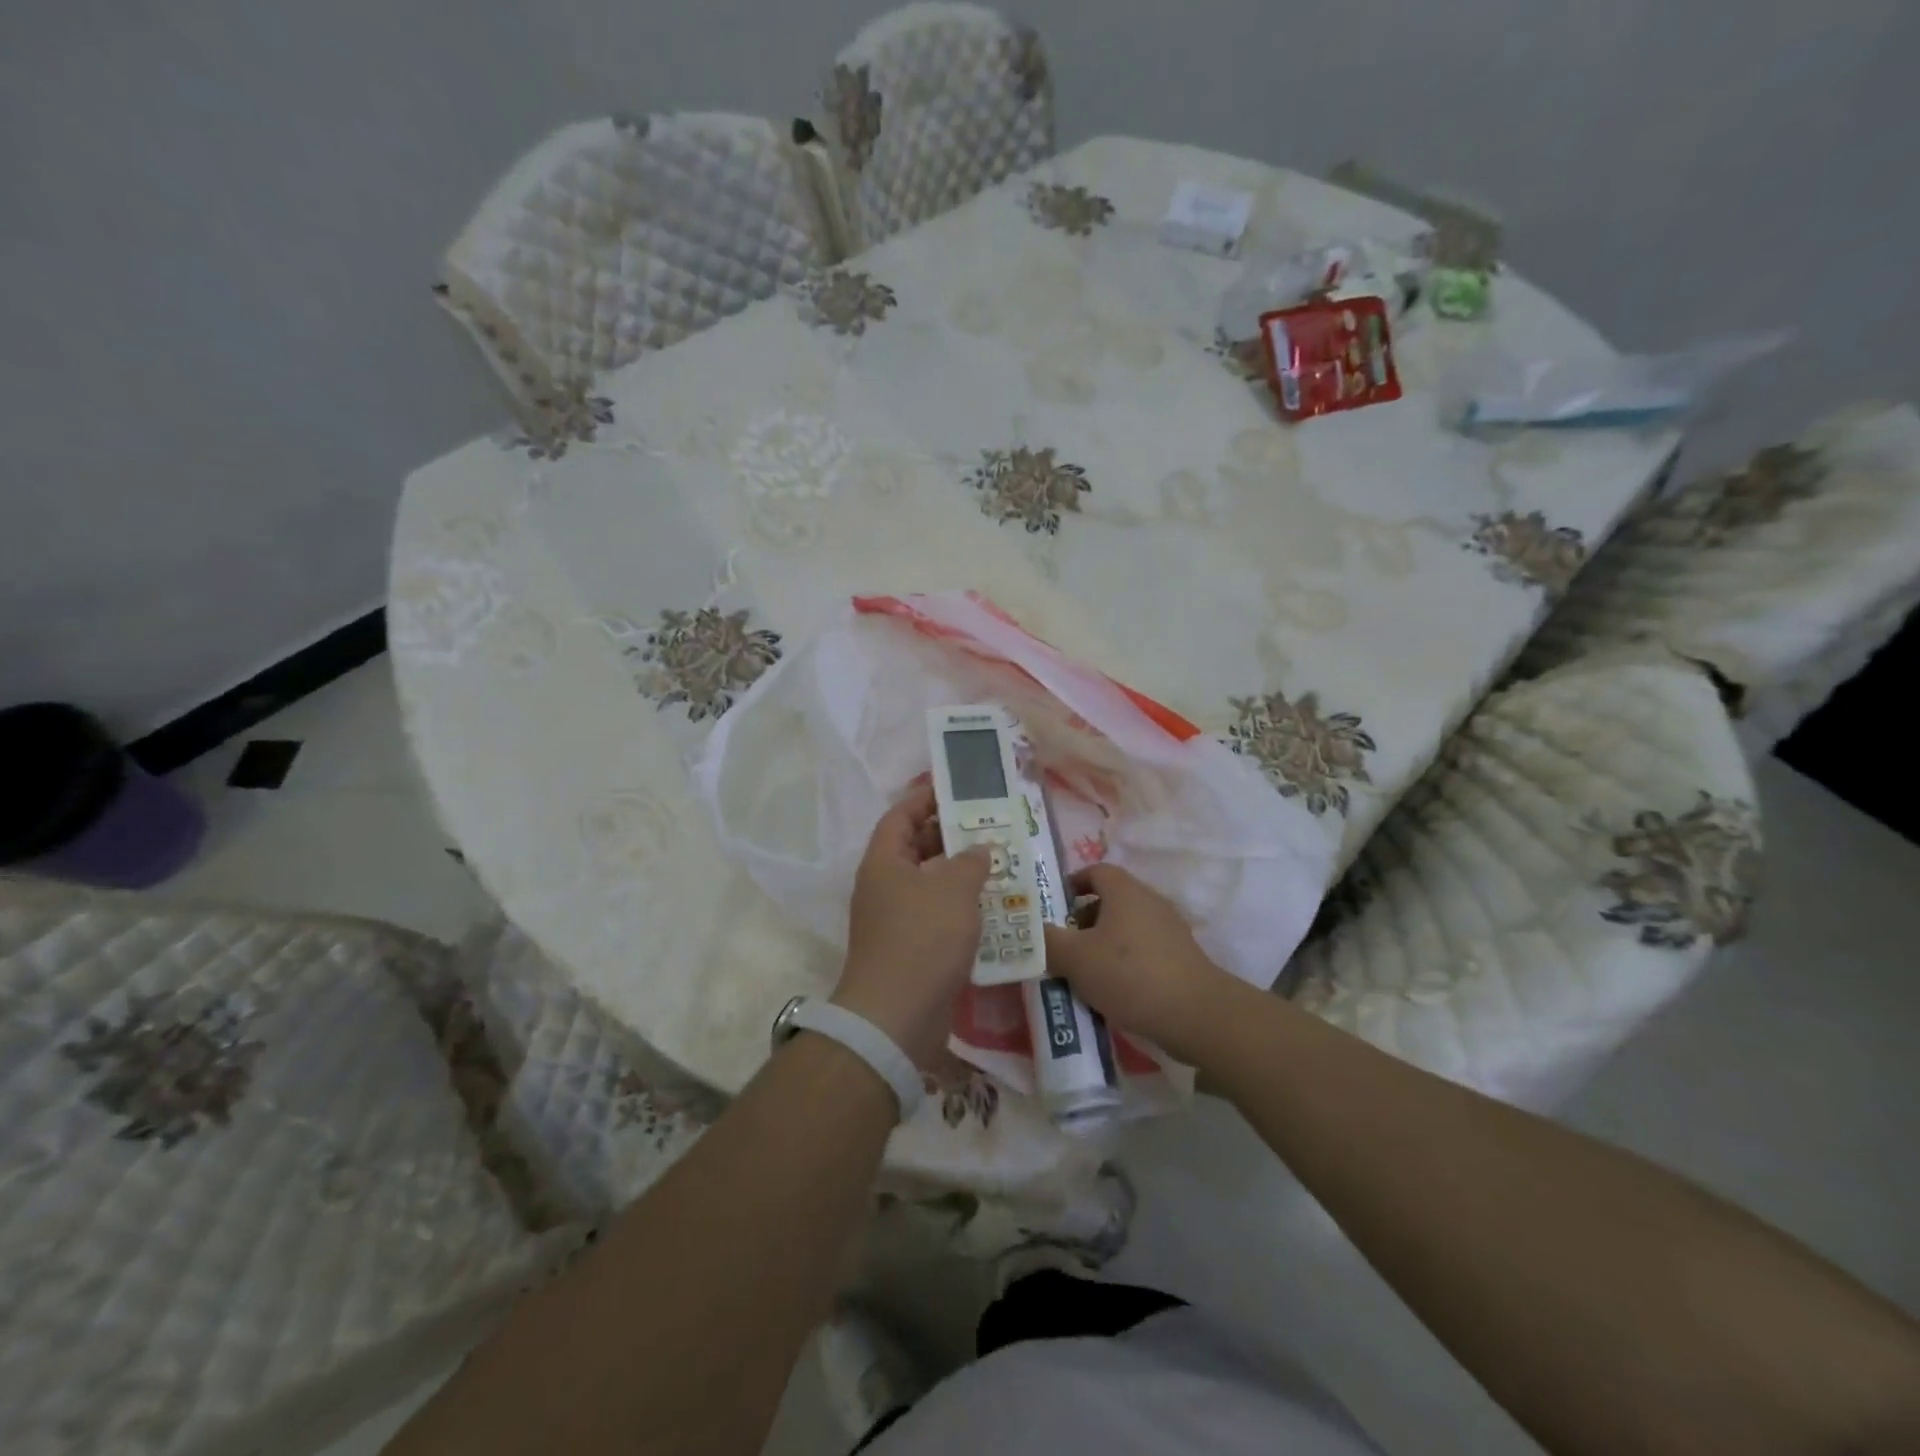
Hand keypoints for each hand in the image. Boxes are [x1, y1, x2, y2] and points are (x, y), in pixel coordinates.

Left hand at [835, 783, 992, 1065]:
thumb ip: (970, 861)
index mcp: (884, 862)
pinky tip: (992, 906)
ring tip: (998, 862)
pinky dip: (961, 906)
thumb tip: (978, 849)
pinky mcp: (911, 948)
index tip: (955, 789)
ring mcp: (896, 919)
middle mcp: (885, 885)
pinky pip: (937, 914)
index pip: (900, 816)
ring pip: (930, 883)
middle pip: (915, 848)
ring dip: (960, 873)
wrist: (897, 1016)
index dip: (924, 798)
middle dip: (950, 836)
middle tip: (988, 826)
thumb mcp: (954, 889)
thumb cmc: (923, 938)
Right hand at [1041, 863, 1236, 1063]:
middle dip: (1082, 921)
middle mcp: (1149, 902)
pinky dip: (1123, 964)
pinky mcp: (1180, 959)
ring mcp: (1169, 930)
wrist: (1196, 1015)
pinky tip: (1113, 992)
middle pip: (1109, 900)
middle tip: (1062, 946)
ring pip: (1125, 928)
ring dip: (1102, 945)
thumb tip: (1027, 931)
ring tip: (1083, 974)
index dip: (1071, 885)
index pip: (1095, 871)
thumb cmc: (1130, 974)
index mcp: (1125, 891)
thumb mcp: (1075, 958)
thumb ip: (1046, 941)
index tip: (1053, 909)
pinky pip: (1142, 951)